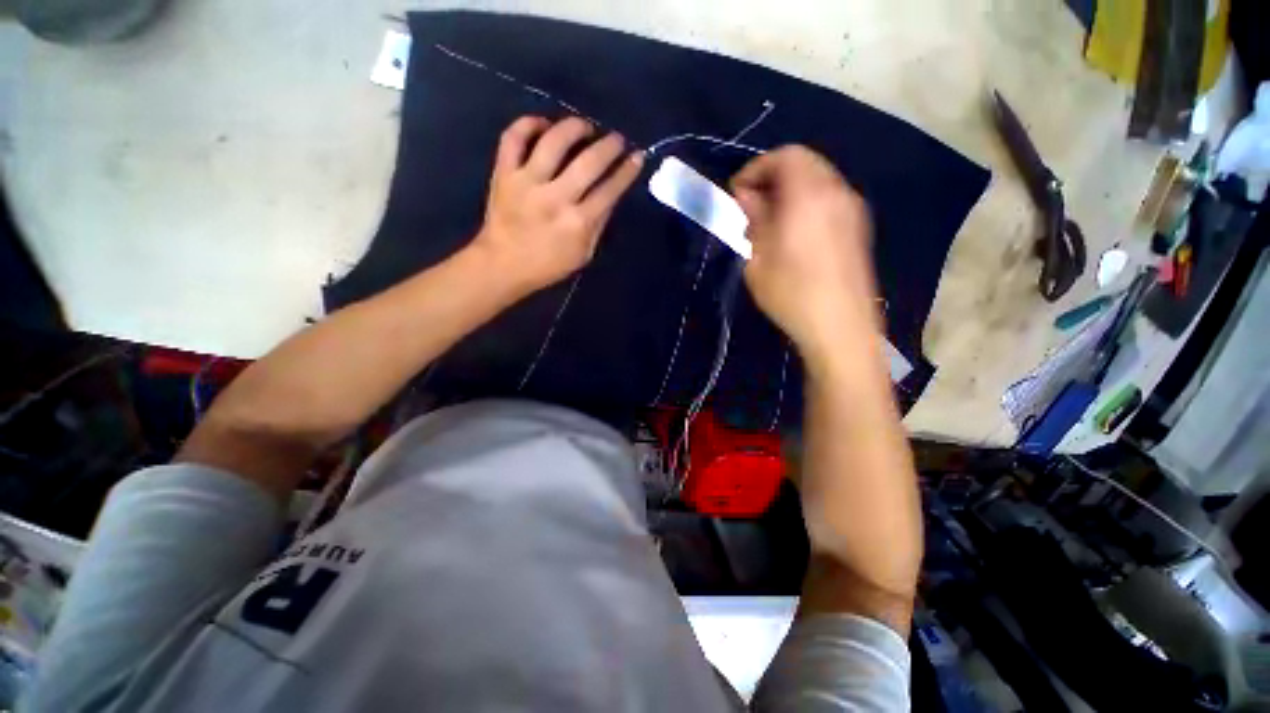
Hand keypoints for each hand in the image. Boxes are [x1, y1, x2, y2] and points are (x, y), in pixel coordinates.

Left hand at [471, 116, 643, 295]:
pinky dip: (529, 123)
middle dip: (610, 145)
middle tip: (617, 139)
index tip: (637, 156)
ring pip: (554, 141)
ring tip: (585, 128)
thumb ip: (598, 224)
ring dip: (575, 127)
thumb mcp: (583, 254)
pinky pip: (514, 137)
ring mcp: (527, 182)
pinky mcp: (504, 173)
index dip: (627, 171)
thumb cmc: (548, 265)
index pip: (610, 190)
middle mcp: (555, 198)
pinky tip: (544, 125)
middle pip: (589, 162)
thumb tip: (611, 194)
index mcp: (578, 223)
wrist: (503, 266)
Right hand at [730, 146, 879, 366]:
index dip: (755, 169)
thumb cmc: (792, 294)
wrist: (840, 327)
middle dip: (771, 179)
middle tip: (750, 209)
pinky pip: (828, 200)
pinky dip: (806, 204)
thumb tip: (748, 198)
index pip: (784, 156)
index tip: (737, 195)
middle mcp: (837, 192)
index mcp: (809, 195)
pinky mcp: (858, 228)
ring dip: (788, 192)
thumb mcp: (759, 259)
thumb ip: (754, 220)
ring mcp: (852, 209)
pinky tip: (792, 235)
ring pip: (817, 182)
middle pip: (804, 164)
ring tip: (768, 224)